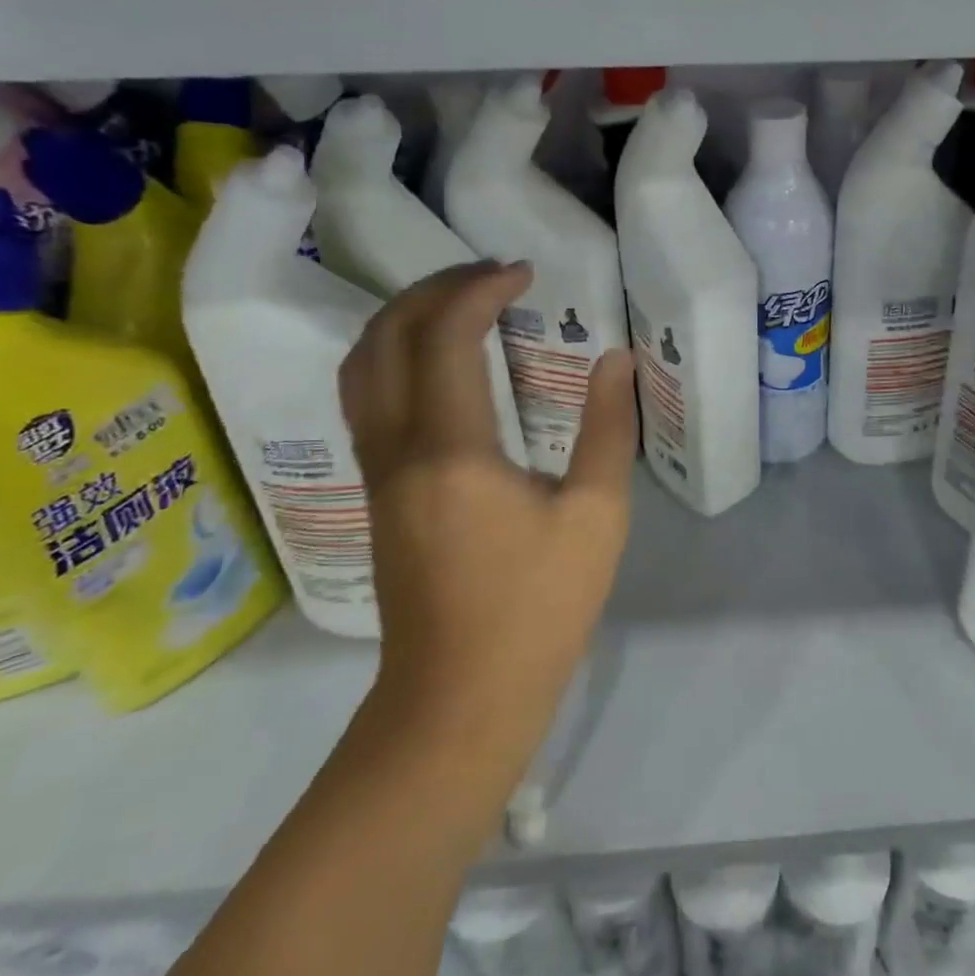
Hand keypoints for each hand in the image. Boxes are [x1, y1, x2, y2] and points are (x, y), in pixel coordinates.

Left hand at [338, 261, 637, 767]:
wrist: (460, 701)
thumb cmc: (538, 610)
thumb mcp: (596, 517)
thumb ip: (607, 429)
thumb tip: (614, 358)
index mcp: (453, 451)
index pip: (444, 336)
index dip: (479, 290)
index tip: (523, 274)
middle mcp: (398, 449)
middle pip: (386, 337)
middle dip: (434, 290)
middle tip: (490, 277)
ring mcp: (376, 471)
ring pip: (360, 366)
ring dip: (403, 317)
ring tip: (459, 303)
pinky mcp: (375, 492)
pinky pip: (364, 398)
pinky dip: (391, 354)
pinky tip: (435, 361)